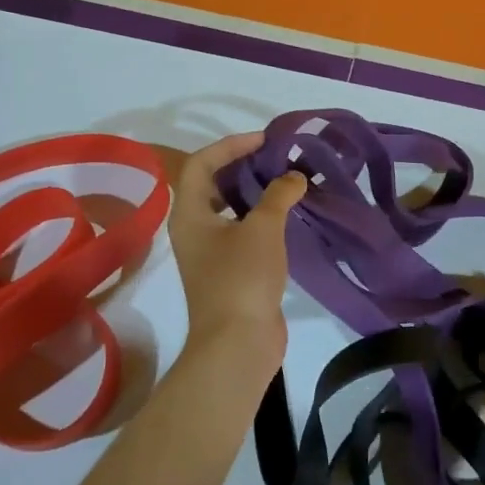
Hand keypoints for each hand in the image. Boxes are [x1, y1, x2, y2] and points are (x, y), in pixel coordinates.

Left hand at [168, 132, 307, 366]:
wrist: (238, 343)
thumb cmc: (242, 278)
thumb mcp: (263, 228)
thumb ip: (278, 195)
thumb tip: (294, 176)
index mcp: (189, 214)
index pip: (200, 163)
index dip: (230, 146)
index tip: (264, 141)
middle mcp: (194, 229)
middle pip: (213, 184)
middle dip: (243, 166)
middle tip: (277, 158)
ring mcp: (212, 252)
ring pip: (230, 209)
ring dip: (256, 193)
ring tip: (287, 181)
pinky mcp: (231, 270)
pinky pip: (244, 231)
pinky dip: (264, 218)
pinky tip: (290, 215)